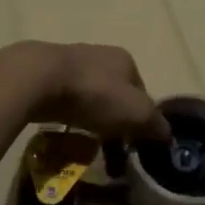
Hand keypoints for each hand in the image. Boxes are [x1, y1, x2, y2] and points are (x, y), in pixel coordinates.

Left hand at [0, 41, 169, 142]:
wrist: (37, 79)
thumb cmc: (94, 94)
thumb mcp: (136, 113)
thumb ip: (155, 124)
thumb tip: (167, 135)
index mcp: (125, 60)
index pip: (142, 92)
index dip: (142, 119)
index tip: (134, 143)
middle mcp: (99, 55)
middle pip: (114, 95)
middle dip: (114, 122)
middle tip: (109, 149)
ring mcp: (69, 62)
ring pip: (88, 98)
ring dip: (90, 121)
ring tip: (83, 144)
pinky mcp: (43, 74)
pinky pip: (63, 102)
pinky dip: (66, 117)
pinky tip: (60, 132)